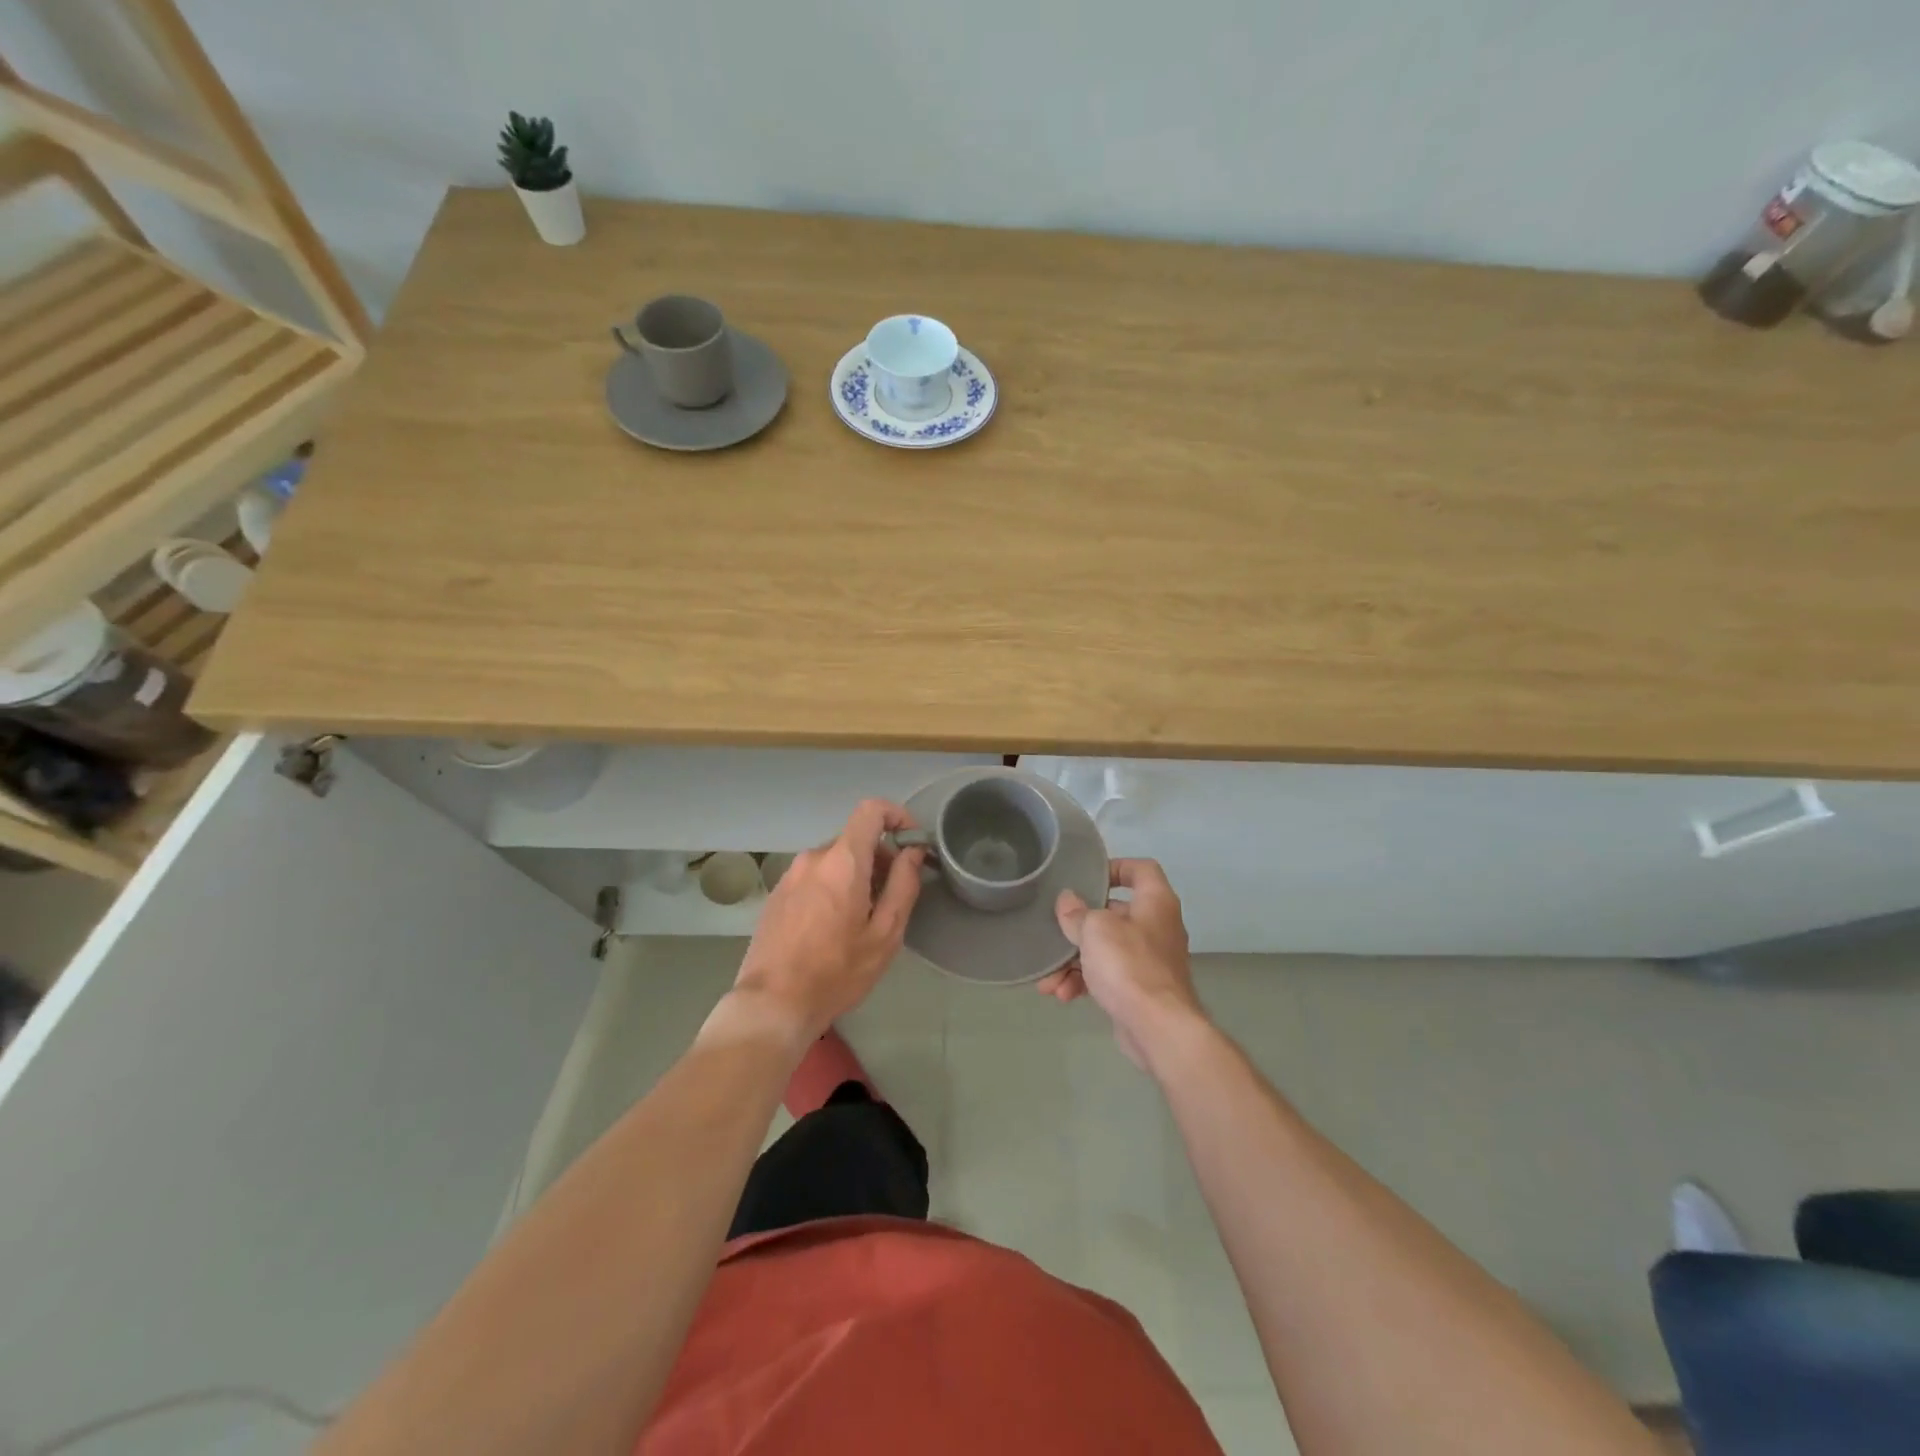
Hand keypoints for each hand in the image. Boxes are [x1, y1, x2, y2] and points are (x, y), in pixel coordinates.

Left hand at [732, 800, 925, 1042]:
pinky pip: (814, 876)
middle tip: (892, 897)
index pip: (871, 809)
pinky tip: (833, 927)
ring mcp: (790, 874)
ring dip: (856, 875)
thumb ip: (903, 885)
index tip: (912, 843)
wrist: (772, 1004)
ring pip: (835, 859)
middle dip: (880, 857)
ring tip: (862, 919)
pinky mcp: (777, 893)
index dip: (897, 816)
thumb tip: (912, 852)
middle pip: (855, 839)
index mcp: (842, 861)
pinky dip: (832, 887)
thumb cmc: (836, 972)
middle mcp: (813, 857)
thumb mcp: (884, 934)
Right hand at [1036, 858, 1203, 1068]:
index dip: (1115, 866)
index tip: (1087, 877)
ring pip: (1105, 949)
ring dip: (1074, 961)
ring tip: (1049, 978)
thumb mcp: (1095, 930)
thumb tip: (1067, 901)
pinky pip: (1107, 976)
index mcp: (1155, 902)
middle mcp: (1157, 926)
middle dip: (1079, 926)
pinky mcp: (1140, 989)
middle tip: (1055, 931)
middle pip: (1114, 913)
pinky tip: (1062, 995)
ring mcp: (1149, 960)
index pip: (1141, 869)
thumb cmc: (1129, 965)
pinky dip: (1085, 982)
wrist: (1159, 1028)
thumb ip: (1077, 913)